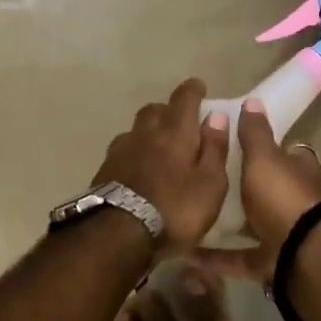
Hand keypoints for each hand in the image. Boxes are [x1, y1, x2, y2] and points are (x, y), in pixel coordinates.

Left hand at [92, 79, 231, 251]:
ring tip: (158, 145)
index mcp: (175, 132)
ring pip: (136, 129)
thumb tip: (216, 116)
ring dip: (148, 130)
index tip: (199, 86)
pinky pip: (122, 149)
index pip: (184, 99)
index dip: (193, 90)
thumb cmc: (175, 210)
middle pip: (155, 110)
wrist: (118, 234)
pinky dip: (134, 151)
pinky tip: (137, 166)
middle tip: (180, 120)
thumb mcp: (210, 184)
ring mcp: (121, 150)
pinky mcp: (105, 170)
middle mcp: (146, 133)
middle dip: (168, 109)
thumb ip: (214, 148)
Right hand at [196, 99, 320, 279]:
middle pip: (267, 190)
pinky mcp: (270, 263)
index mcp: (299, 171)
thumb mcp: (264, 158)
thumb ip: (255, 133)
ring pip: (253, 225)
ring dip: (228, 224)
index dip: (265, 147)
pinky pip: (238, 258)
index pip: (285, 152)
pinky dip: (216, 257)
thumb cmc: (284, 196)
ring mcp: (284, 235)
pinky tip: (189, 254)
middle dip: (243, 188)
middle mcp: (295, 201)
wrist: (304, 255)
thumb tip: (253, 100)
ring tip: (193, 215)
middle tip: (206, 180)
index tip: (236, 143)